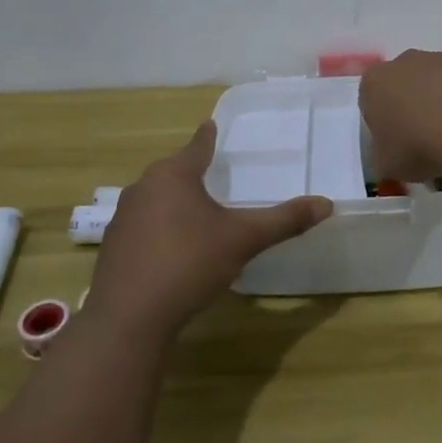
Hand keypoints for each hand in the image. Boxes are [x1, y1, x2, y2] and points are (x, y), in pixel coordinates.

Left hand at [82, 122, 332, 341]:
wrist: (129, 317)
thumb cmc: (189, 263)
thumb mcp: (244, 240)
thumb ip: (284, 220)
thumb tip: (327, 204)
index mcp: (173, 175)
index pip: (197, 146)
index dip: (208, 137)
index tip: (211, 125)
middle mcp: (143, 187)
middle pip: (174, 171)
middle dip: (193, 172)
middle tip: (214, 173)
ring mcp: (123, 217)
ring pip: (156, 198)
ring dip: (175, 201)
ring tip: (197, 212)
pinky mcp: (113, 246)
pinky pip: (144, 225)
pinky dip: (160, 228)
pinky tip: (173, 248)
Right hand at [359, 33, 441, 180]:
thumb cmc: (417, 149)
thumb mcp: (385, 164)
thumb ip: (383, 153)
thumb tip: (391, 152)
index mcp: (375, 82)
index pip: (371, 99)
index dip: (383, 122)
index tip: (395, 143)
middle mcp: (406, 61)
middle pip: (405, 81)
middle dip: (412, 102)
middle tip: (424, 136)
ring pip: (438, 73)